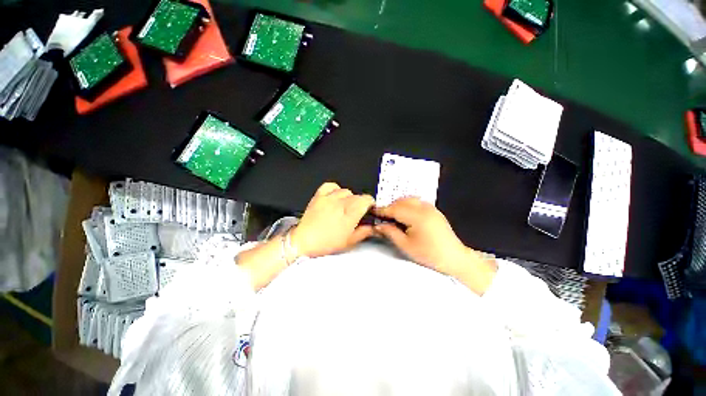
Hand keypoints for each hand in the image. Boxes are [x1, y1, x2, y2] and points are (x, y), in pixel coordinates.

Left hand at [291, 182, 375, 257]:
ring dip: (348, 198)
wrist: (304, 241)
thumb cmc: (326, 243)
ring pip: (346, 191)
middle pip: (357, 196)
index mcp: (351, 213)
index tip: (368, 210)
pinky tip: (335, 197)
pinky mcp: (319, 195)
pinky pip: (331, 186)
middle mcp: (341, 202)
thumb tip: (373, 226)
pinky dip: (335, 189)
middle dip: (359, 203)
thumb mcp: (350, 241)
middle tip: (354, 213)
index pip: (367, 199)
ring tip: (343, 207)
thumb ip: (364, 231)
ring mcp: (329, 197)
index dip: (370, 204)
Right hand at [374, 198, 496, 293]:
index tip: (373, 211)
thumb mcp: (406, 246)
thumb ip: (390, 232)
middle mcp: (424, 208)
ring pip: (410, 200)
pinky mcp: (435, 210)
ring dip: (399, 205)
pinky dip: (408, 206)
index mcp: (417, 217)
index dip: (382, 210)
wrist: (454, 259)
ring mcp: (431, 208)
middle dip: (391, 207)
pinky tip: (406, 216)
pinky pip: (417, 203)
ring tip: (393, 217)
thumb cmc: (429, 255)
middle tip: (383, 217)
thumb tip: (378, 225)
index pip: (395, 209)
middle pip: (402, 201)